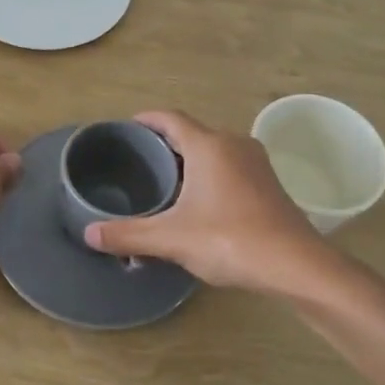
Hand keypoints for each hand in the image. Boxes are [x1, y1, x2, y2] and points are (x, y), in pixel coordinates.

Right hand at [84, 110, 324, 292]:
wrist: (296, 265)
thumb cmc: (230, 240)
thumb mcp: (171, 238)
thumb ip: (128, 234)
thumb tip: (88, 233)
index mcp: (208, 146)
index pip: (170, 119)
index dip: (146, 120)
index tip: (127, 127)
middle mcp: (234, 144)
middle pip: (192, 134)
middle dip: (164, 144)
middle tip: (138, 161)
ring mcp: (256, 164)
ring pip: (213, 151)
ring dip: (189, 161)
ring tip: (163, 182)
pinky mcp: (269, 184)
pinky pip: (229, 168)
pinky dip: (209, 175)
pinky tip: (198, 202)